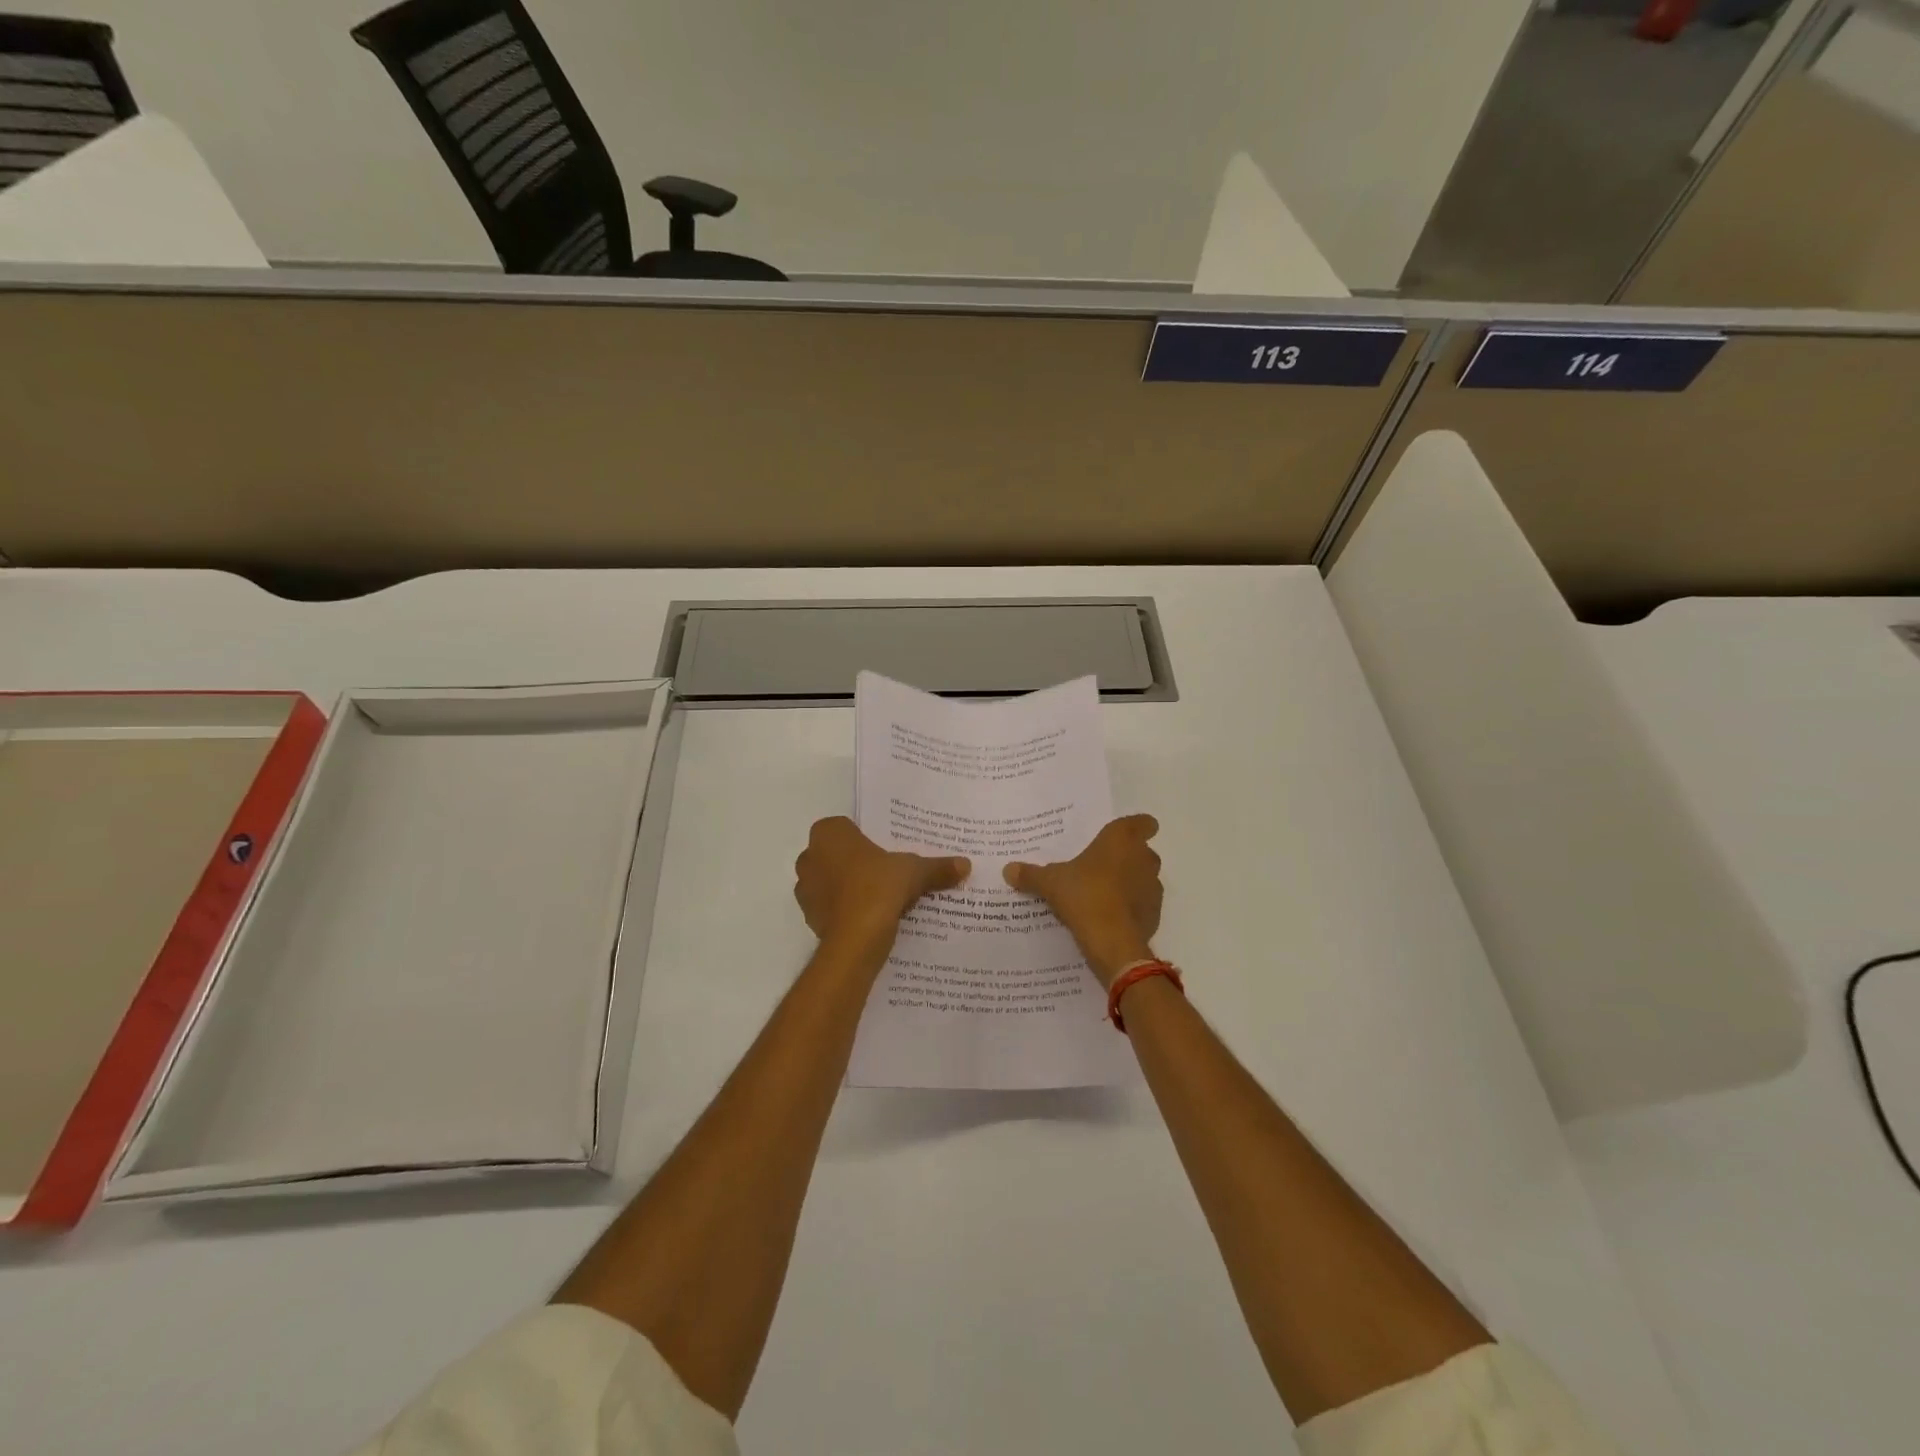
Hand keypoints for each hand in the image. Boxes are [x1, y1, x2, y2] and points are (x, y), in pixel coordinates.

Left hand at [794, 817, 969, 955]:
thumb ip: (937, 867)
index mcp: (829, 834)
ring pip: (831, 881)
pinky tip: (870, 918)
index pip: (845, 827)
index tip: (885, 849)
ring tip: (880, 897)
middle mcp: (809, 857)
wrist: (855, 941)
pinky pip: (830, 907)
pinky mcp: (809, 917)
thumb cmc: (878, 888)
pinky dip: (845, 910)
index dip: (864, 837)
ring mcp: (805, 889)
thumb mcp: (914, 872)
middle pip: (837, 854)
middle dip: (856, 862)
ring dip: (849, 887)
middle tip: (886, 871)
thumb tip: (966, 864)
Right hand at [1004, 815, 1162, 986]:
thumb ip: (1031, 875)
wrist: (1112, 941)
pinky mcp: (1155, 914)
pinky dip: (1132, 908)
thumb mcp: (1050, 883)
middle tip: (1100, 867)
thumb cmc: (1084, 895)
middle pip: (1142, 851)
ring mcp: (1154, 887)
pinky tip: (1111, 918)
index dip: (1137, 827)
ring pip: (1145, 878)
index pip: (1143, 822)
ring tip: (1103, 895)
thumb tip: (1008, 870)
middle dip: (1126, 858)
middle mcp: (1143, 858)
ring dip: (1130, 883)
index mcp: (1121, 839)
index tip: (1121, 836)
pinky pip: (1144, 905)